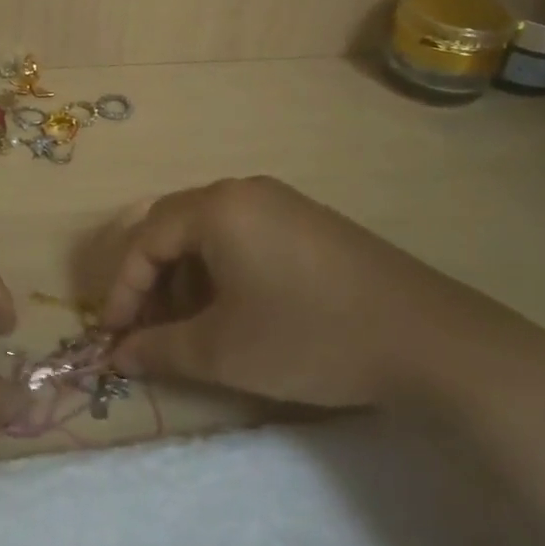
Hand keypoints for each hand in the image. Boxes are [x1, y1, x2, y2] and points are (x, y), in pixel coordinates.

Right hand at [97, 177, 541, 408]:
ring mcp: (282, 202)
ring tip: (191, 326)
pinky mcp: (310, 222)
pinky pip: (244, 235)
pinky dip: (223, 271)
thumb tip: (117, 355)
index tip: (113, 336)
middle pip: (173, 227)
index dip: (122, 289)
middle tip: (147, 329)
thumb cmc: (310, 337)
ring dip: (186, 277)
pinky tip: (237, 311)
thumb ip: (160, 350)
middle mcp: (243, 191)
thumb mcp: (224, 351)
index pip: (145, 239)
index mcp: (217, 207)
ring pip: (209, 232)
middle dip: (152, 281)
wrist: (431, 341)